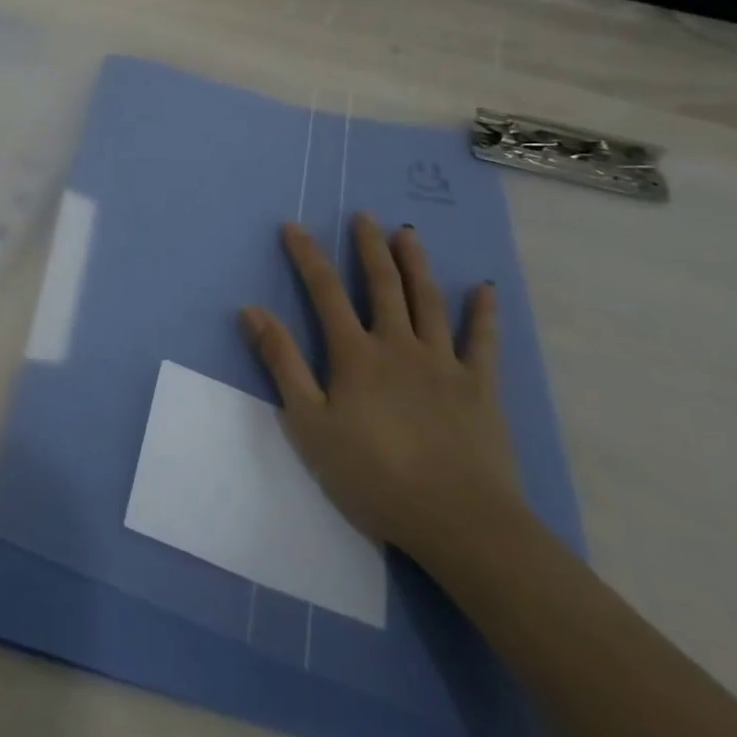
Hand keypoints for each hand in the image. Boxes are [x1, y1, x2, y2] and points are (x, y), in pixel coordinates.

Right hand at [240, 212, 526, 562]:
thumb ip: (283, 363)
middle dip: (369, 248)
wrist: (459, 521)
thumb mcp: (309, 423)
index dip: (307, 256)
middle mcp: (399, 345)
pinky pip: (483, 342)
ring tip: (408, 233)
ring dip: (417, 264)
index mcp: (356, 354)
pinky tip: (484, 289)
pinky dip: (483, 313)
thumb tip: (252, 310)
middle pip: (382, 285)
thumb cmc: (373, 474)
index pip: (324, 291)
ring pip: (428, 302)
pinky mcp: (480, 388)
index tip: (293, 226)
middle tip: (364, 215)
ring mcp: (444, 364)